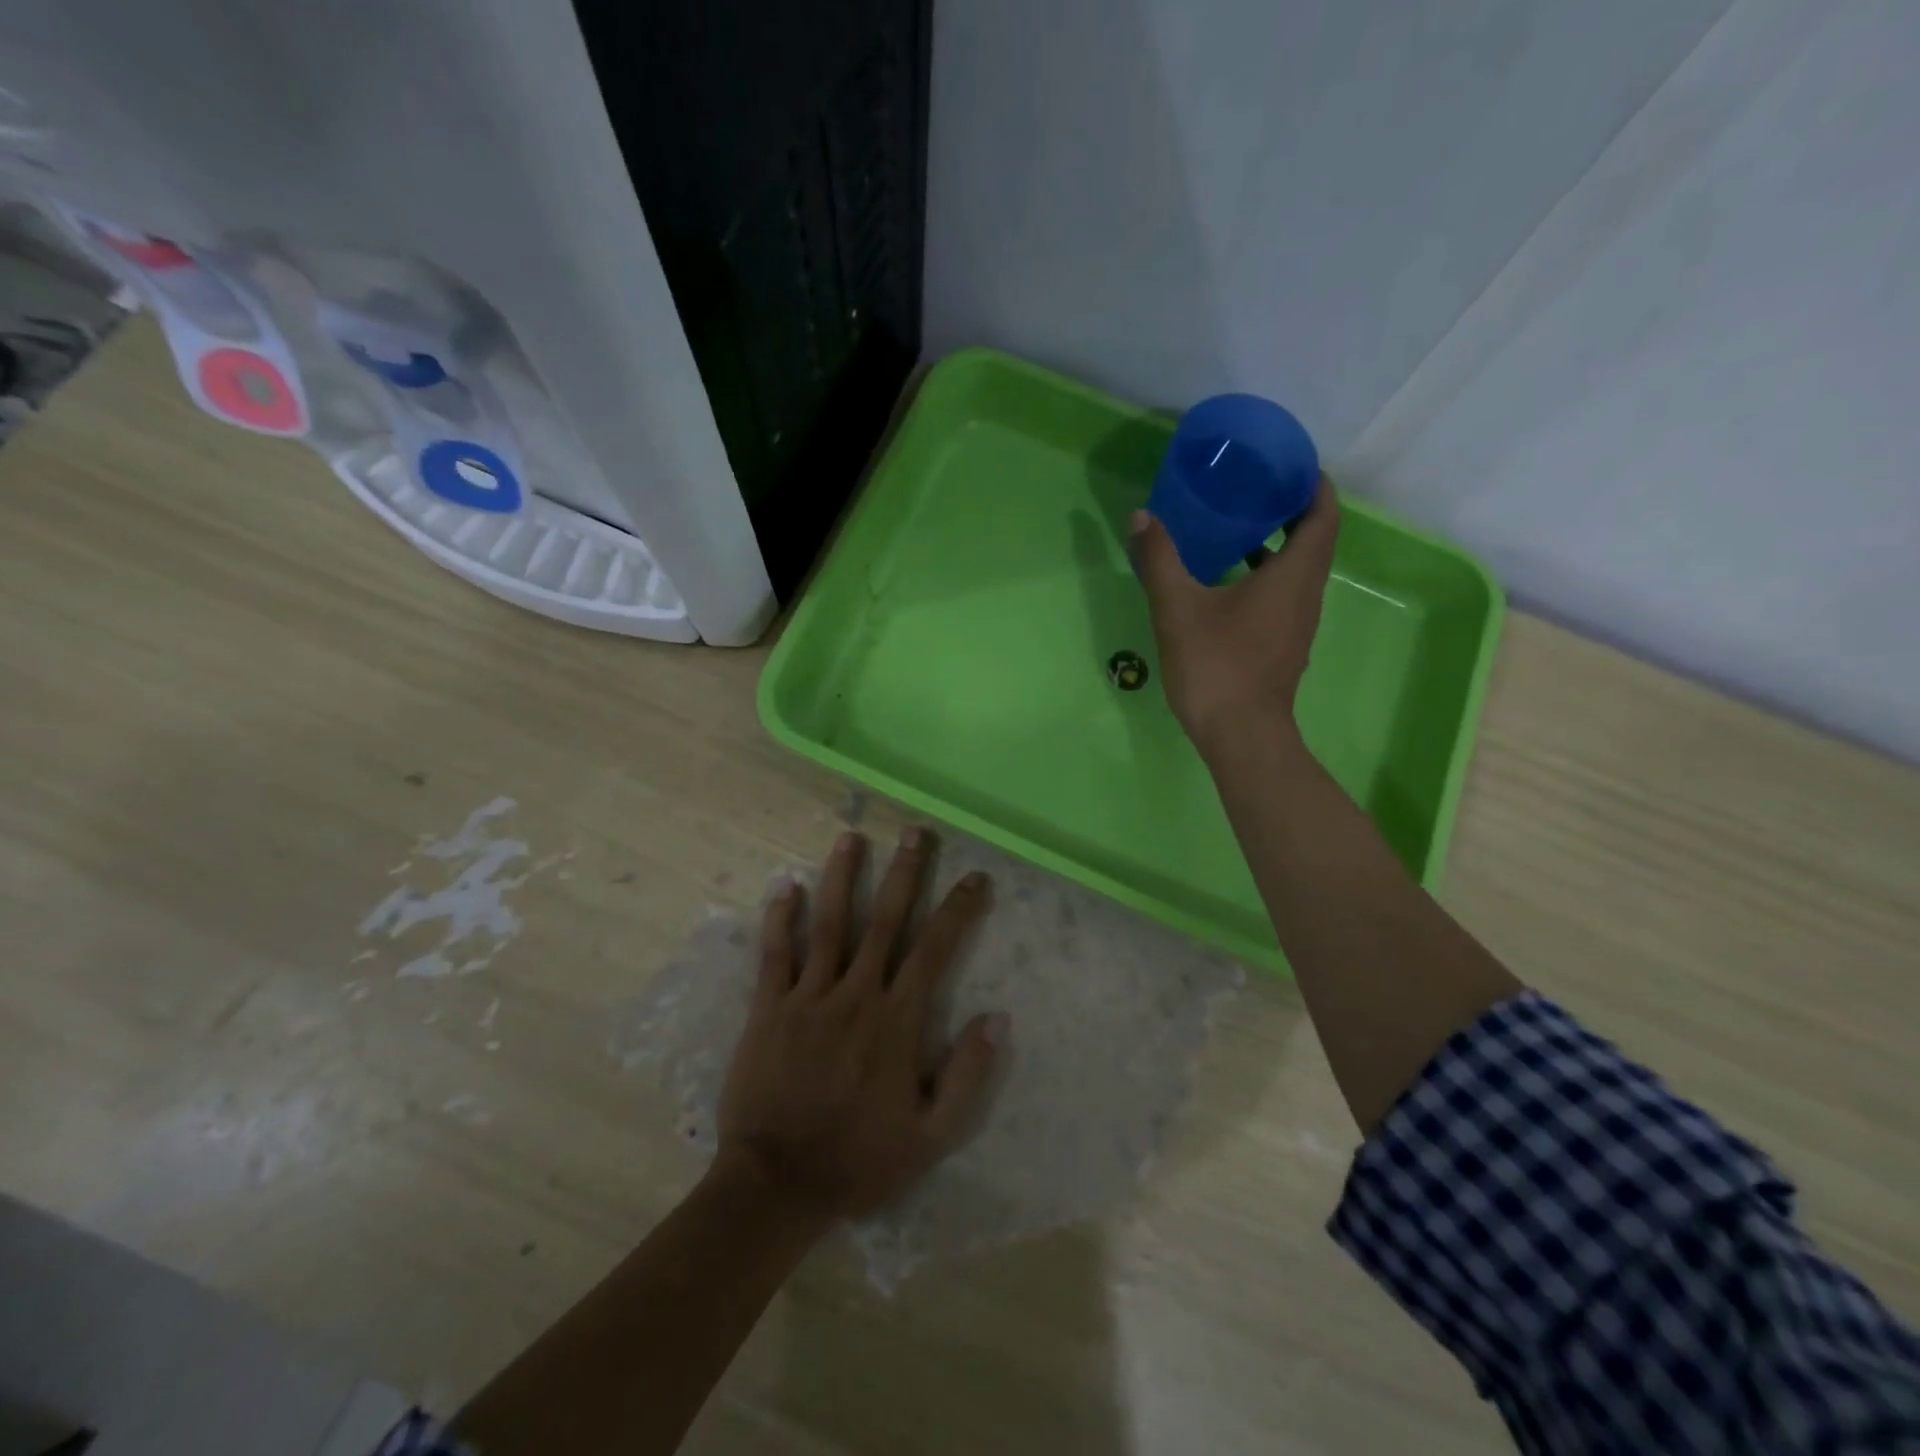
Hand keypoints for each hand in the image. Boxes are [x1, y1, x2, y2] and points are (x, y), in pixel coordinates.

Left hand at [715, 828, 1008, 1224]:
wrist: (776, 1186)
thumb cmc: (859, 1160)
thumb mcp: (931, 1136)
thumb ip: (968, 1076)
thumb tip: (998, 1018)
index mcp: (896, 1021)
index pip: (935, 949)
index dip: (958, 909)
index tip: (976, 878)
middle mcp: (855, 995)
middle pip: (885, 921)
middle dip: (904, 872)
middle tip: (915, 832)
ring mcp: (808, 997)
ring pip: (829, 924)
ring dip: (842, 877)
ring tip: (851, 838)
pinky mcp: (768, 1008)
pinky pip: (774, 954)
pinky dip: (780, 917)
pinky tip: (786, 885)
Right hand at [1131, 478, 1341, 752]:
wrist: (1240, 735)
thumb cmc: (1216, 665)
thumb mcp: (1178, 608)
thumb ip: (1160, 559)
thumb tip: (1143, 516)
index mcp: (1293, 576)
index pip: (1323, 515)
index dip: (1313, 485)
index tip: (1289, 464)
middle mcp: (1306, 595)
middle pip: (1313, 540)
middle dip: (1290, 510)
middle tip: (1252, 489)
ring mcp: (1297, 625)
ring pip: (1297, 571)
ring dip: (1276, 545)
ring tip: (1236, 528)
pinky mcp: (1283, 646)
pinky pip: (1284, 596)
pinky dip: (1265, 576)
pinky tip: (1226, 583)